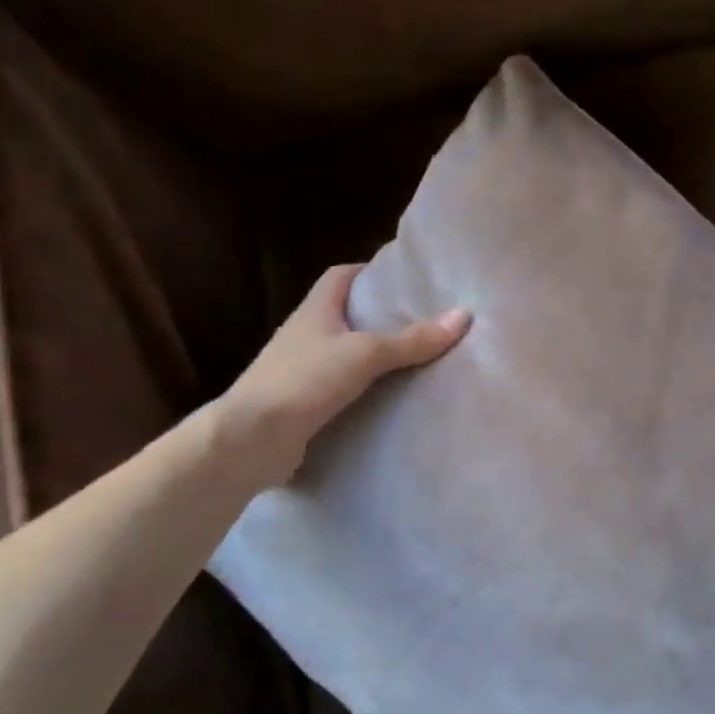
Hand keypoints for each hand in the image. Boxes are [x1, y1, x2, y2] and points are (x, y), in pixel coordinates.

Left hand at [215, 263, 470, 481]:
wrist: (250, 441)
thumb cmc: (304, 381)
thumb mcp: (365, 354)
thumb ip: (413, 339)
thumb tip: (464, 316)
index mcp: (315, 309)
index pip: (342, 276)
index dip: (371, 272)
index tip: (405, 279)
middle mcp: (306, 334)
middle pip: (348, 314)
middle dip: (383, 316)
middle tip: (426, 320)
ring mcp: (303, 370)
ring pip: (347, 352)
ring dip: (376, 355)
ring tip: (419, 357)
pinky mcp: (305, 404)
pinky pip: (344, 387)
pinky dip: (367, 388)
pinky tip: (394, 397)